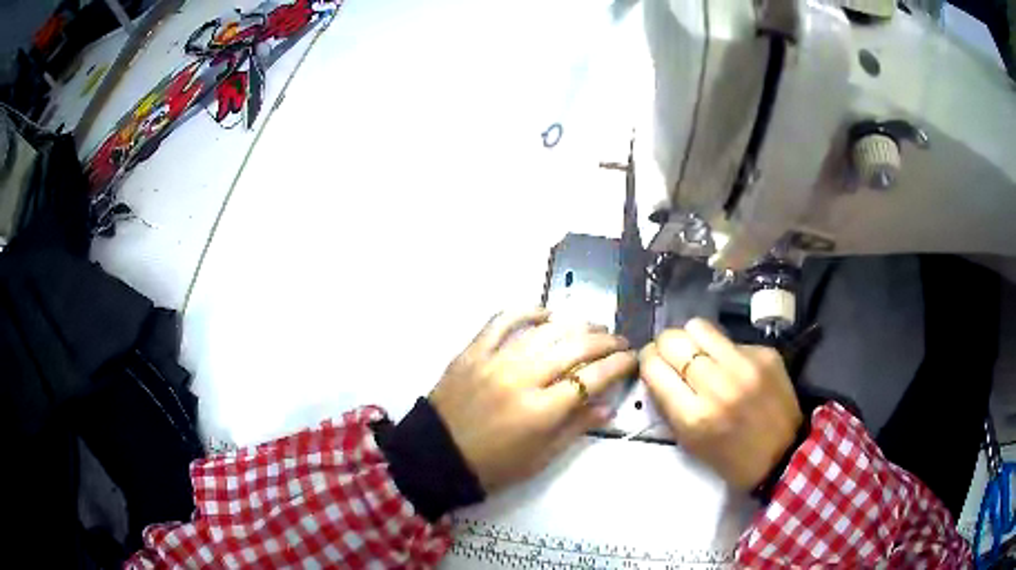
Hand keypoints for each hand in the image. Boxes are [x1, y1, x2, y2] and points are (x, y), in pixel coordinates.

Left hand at [430, 309, 636, 492]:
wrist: (436, 457)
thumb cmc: (493, 466)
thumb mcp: (540, 458)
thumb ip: (576, 428)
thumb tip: (607, 406)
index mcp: (540, 411)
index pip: (591, 378)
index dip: (618, 365)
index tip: (632, 358)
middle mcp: (521, 378)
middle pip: (574, 348)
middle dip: (605, 341)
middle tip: (619, 341)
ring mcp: (494, 360)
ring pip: (544, 331)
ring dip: (574, 325)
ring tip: (592, 327)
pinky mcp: (472, 351)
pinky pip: (501, 321)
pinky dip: (526, 312)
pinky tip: (545, 313)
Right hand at [639, 318, 802, 489]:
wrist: (784, 455)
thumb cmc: (730, 458)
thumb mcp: (690, 442)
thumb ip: (669, 404)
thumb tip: (656, 370)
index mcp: (694, 415)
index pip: (654, 366)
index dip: (648, 361)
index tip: (652, 365)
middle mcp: (718, 384)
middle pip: (673, 339)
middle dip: (665, 346)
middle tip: (672, 357)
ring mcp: (745, 365)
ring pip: (699, 327)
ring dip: (692, 339)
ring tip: (699, 354)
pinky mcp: (765, 353)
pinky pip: (729, 339)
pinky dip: (722, 350)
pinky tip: (732, 367)